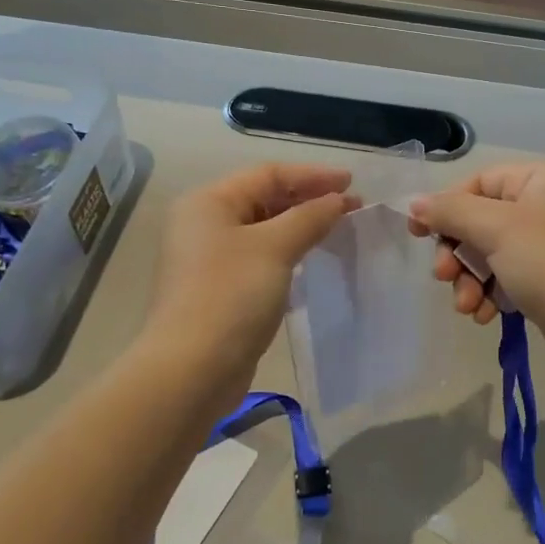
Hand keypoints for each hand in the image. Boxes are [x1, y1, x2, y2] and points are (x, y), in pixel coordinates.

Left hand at [145, 163, 359, 383]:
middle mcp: (204, 223)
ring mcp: (210, 258)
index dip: (313, 176)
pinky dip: (288, 251)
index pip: (268, 174)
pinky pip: (261, 257)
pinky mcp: (220, 288)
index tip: (352, 184)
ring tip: (338, 229)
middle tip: (351, 208)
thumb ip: (309, 217)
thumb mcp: (274, 248)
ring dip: (301, 226)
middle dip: (309, 200)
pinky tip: (312, 259)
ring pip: (264, 229)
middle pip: (264, 198)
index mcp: (209, 202)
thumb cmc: (231, 296)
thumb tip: (338, 200)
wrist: (192, 369)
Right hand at [407, 161, 544, 374]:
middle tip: (444, 276)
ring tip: (468, 306)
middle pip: (480, 220)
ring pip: (489, 253)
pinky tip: (487, 316)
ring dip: (471, 280)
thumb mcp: (495, 228)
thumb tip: (415, 203)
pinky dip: (491, 294)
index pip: (478, 182)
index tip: (417, 234)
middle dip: (458, 252)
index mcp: (541, 179)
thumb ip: (451, 211)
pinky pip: (506, 277)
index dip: (445, 207)